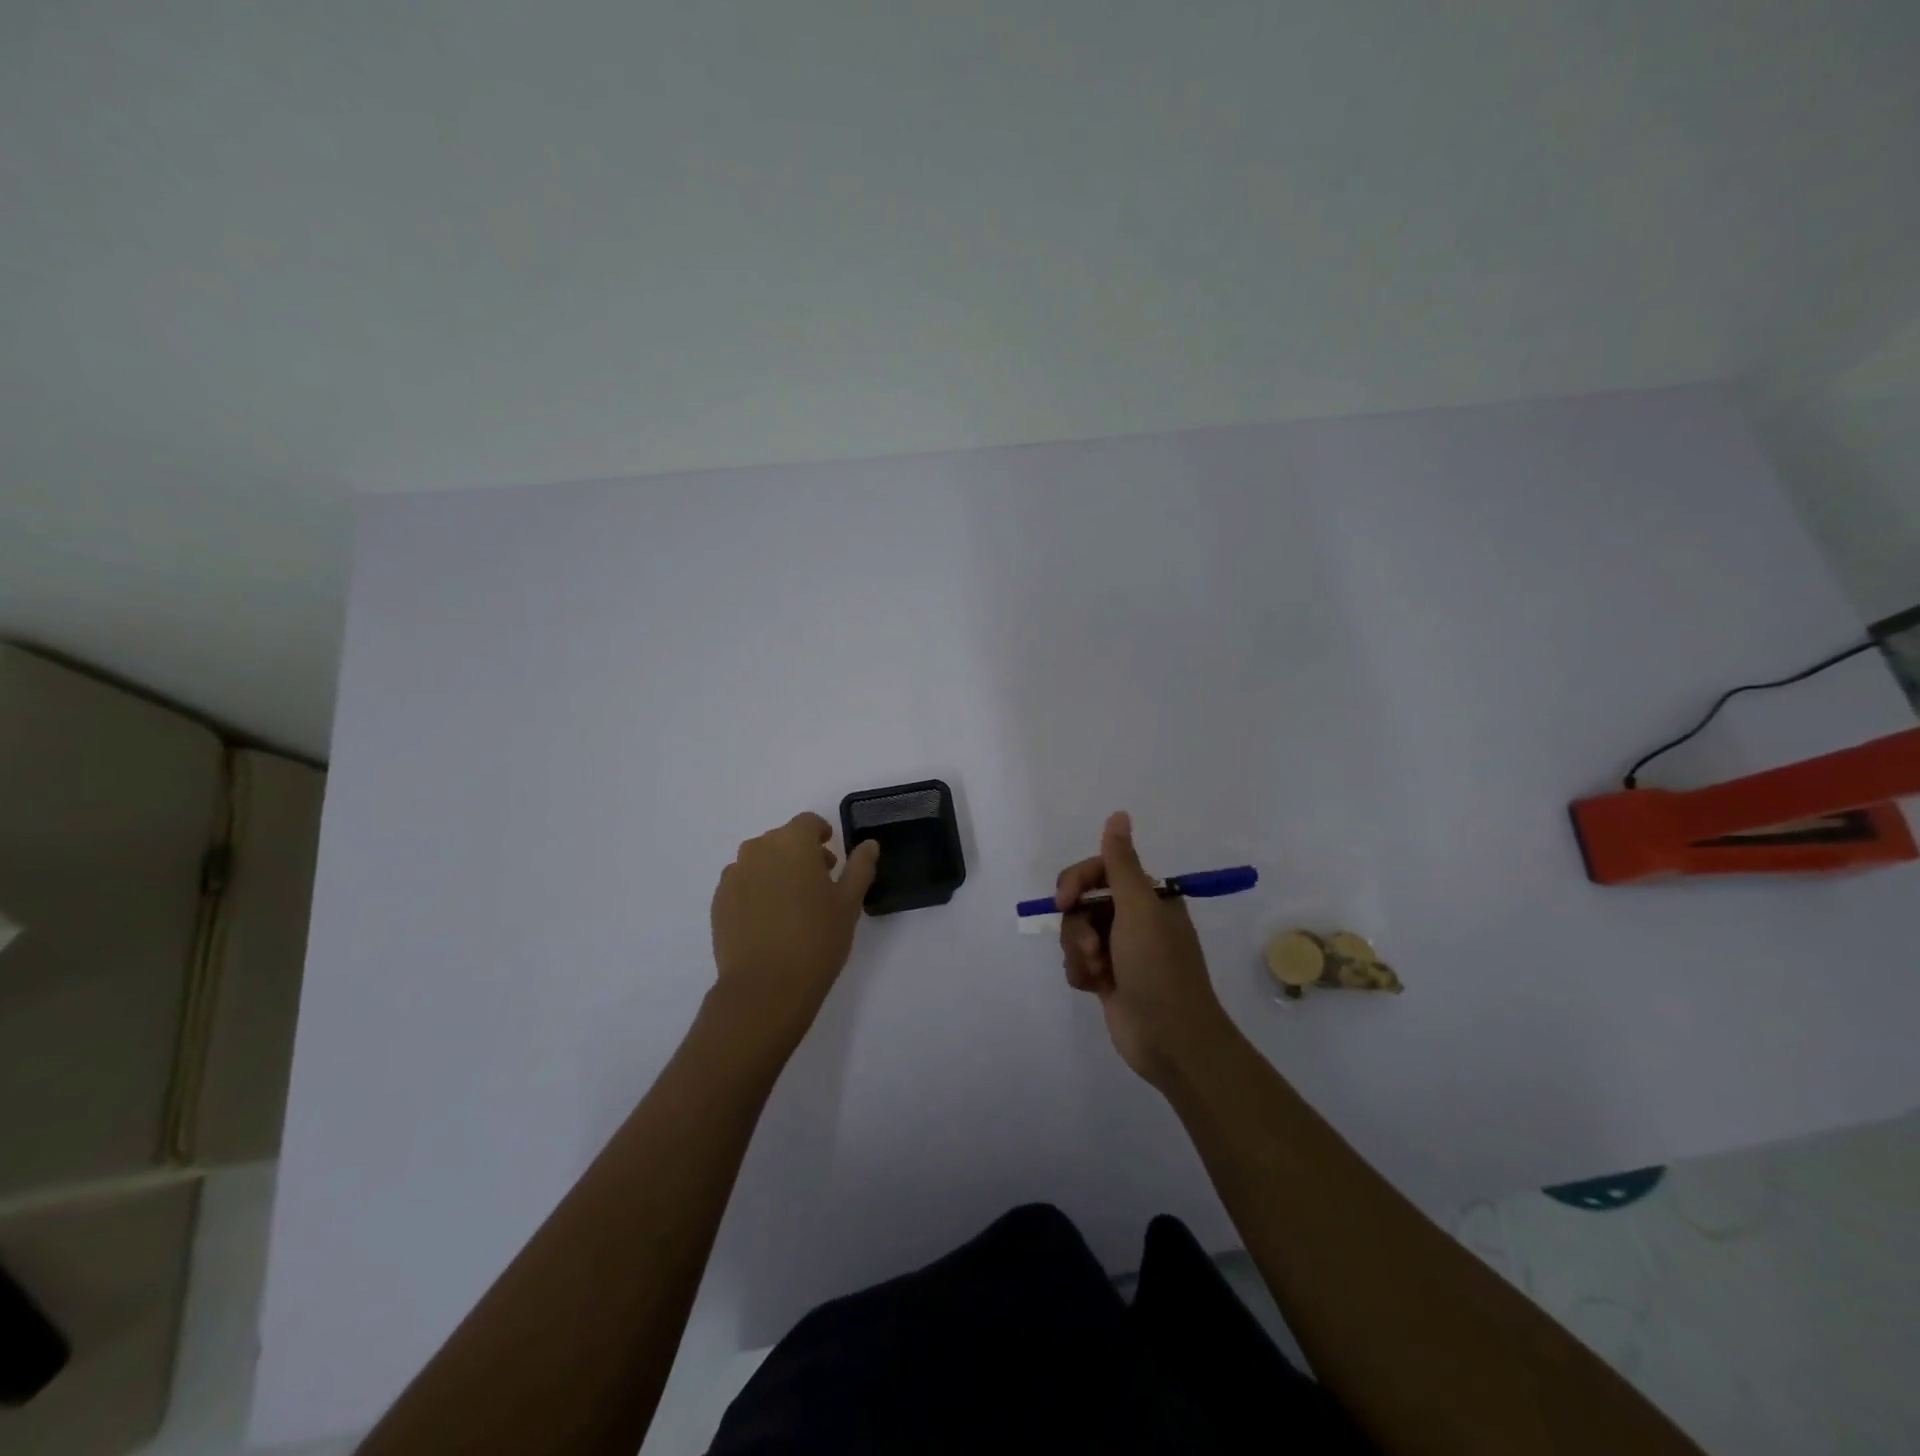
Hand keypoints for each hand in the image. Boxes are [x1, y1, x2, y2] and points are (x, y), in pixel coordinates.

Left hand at [709, 812, 879, 1045]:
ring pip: (759, 861)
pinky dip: (756, 890)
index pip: (807, 823)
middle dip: (800, 853)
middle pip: (782, 839)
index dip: (821, 834)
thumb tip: (868, 845)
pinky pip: (742, 883)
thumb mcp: (849, 902)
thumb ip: (859, 867)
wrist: (765, 986)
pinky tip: (769, 920)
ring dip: (776, 870)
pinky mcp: (718, 901)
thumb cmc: (817, 939)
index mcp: (792, 842)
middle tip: (819, 884)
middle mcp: (758, 849)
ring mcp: (734, 875)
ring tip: (792, 904)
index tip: (832, 856)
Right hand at [1055, 811, 1236, 1085]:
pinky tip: (1095, 988)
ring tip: (1098, 972)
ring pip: (1076, 934)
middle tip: (1093, 948)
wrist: (1171, 1039)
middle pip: (1081, 903)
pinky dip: (1081, 973)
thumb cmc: (1158, 967)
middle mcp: (1133, 919)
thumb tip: (1119, 814)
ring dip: (1079, 952)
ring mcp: (1120, 951)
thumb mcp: (1139, 908)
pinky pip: (1077, 962)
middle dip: (1079, 926)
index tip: (1063, 901)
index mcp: (1148, 898)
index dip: (1076, 882)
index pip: (1098, 871)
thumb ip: (1121, 862)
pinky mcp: (1108, 979)